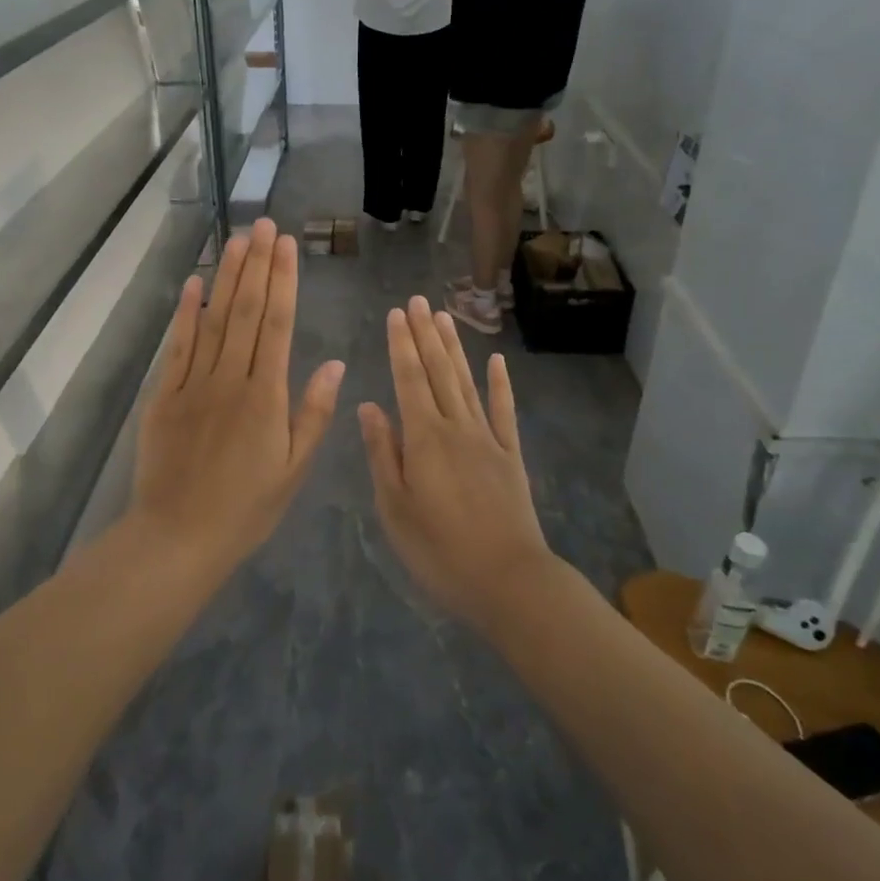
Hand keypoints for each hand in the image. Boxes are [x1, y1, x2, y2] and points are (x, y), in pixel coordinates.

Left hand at [132, 218, 344, 566]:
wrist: (178, 537)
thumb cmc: (246, 508)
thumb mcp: (294, 469)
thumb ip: (314, 413)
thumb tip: (334, 363)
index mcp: (266, 396)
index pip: (277, 324)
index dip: (283, 281)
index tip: (286, 245)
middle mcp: (230, 379)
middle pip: (244, 311)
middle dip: (256, 265)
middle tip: (262, 224)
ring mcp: (193, 384)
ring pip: (212, 320)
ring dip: (225, 277)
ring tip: (236, 240)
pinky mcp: (164, 395)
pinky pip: (177, 346)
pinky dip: (184, 313)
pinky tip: (193, 285)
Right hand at [358, 297, 551, 625]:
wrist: (508, 580)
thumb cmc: (439, 549)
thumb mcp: (394, 507)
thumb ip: (382, 452)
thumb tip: (368, 406)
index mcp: (423, 437)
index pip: (407, 378)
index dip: (400, 344)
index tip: (396, 313)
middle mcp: (455, 426)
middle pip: (437, 371)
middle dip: (425, 333)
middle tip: (418, 300)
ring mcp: (487, 439)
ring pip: (466, 382)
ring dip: (454, 348)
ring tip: (444, 316)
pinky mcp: (510, 456)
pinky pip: (504, 411)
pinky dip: (500, 384)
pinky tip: (497, 361)